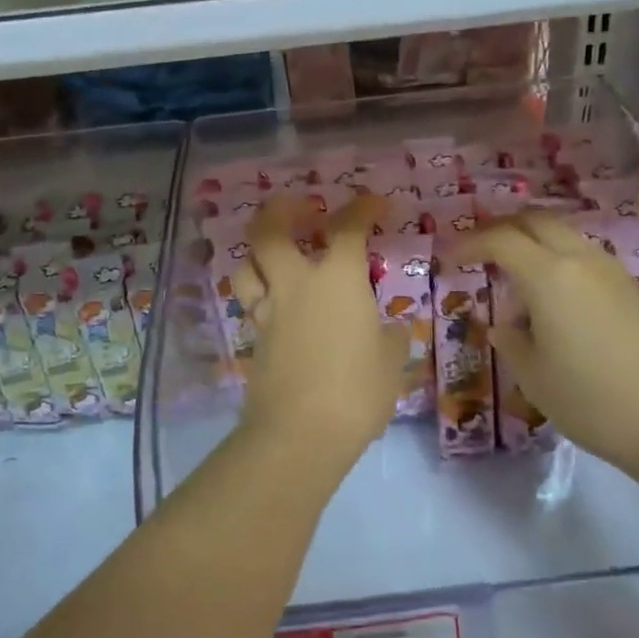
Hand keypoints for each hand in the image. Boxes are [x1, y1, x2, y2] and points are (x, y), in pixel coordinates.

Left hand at [233, 193, 409, 463]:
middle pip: (269, 232)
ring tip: (275, 254)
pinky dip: (261, 294)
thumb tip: (392, 331)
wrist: (300, 434)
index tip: (375, 203)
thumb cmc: (357, 391)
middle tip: (298, 206)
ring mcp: (268, 312)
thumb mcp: (391, 364)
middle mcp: (296, 285)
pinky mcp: (254, 341)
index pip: (348, 229)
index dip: (363, 209)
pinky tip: (278, 305)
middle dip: (280, 210)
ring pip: (245, 267)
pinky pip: (251, 304)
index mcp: (337, 280)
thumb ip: (392, 339)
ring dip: (257, 253)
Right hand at [448, 211, 638, 478]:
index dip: (470, 243)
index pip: (501, 240)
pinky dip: (559, 262)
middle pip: (536, 221)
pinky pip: (585, 258)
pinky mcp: (633, 290)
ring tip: (515, 280)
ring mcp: (613, 272)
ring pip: (565, 236)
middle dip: (502, 229)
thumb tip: (503, 325)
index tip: (449, 258)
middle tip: (479, 252)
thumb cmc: (592, 400)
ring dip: (534, 244)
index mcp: (549, 276)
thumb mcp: (534, 378)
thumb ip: (511, 342)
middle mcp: (581, 260)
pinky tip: (553, 301)